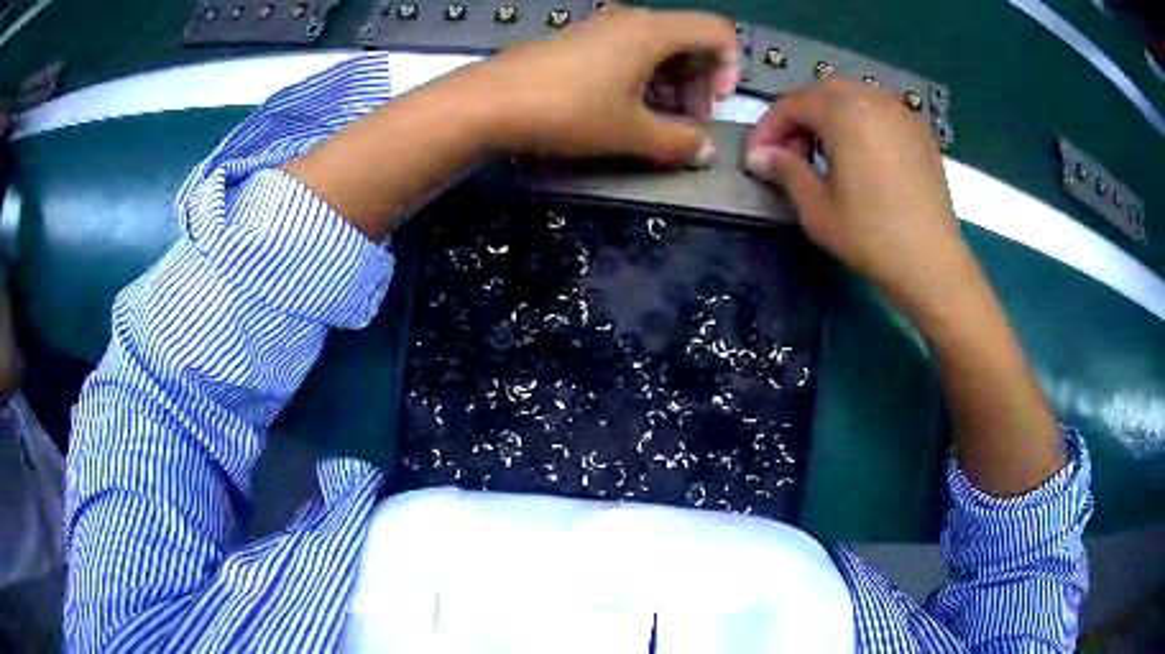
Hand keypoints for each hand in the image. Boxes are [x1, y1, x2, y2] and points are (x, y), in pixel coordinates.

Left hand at [466, 7, 737, 165]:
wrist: (489, 102)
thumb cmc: (569, 111)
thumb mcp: (631, 133)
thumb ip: (679, 142)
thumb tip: (707, 152)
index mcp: (654, 31)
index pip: (717, 32)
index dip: (728, 68)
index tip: (712, 105)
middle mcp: (633, 19)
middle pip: (689, 41)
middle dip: (699, 84)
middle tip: (686, 124)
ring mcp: (603, 28)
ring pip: (658, 49)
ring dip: (670, 86)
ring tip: (656, 125)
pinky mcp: (581, 42)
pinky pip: (628, 53)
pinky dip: (641, 80)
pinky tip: (626, 111)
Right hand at [743, 78, 971, 317]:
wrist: (933, 264)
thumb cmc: (871, 237)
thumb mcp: (817, 208)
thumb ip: (785, 170)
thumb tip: (759, 156)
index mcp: (845, 112)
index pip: (793, 103)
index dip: (769, 129)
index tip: (758, 160)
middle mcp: (874, 100)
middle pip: (823, 93)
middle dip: (799, 119)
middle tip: (791, 156)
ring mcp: (902, 114)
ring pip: (853, 99)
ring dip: (829, 119)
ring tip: (824, 156)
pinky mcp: (920, 133)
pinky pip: (879, 113)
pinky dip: (859, 124)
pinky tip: (860, 158)